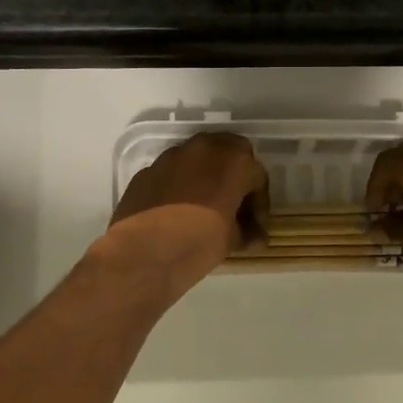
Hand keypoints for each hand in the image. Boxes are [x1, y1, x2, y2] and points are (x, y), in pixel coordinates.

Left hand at [95, 133, 268, 300]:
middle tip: (234, 206)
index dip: (259, 205)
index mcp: (234, 161)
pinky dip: (180, 186)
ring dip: (206, 178)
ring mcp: (171, 157)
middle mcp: (204, 148)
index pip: (258, 177)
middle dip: (235, 178)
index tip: (255, 228)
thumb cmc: (198, 243)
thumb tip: (253, 236)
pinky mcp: (147, 171)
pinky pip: (172, 174)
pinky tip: (177, 212)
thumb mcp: (232, 240)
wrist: (143, 253)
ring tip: (205, 208)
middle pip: (229, 155)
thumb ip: (246, 231)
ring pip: (198, 160)